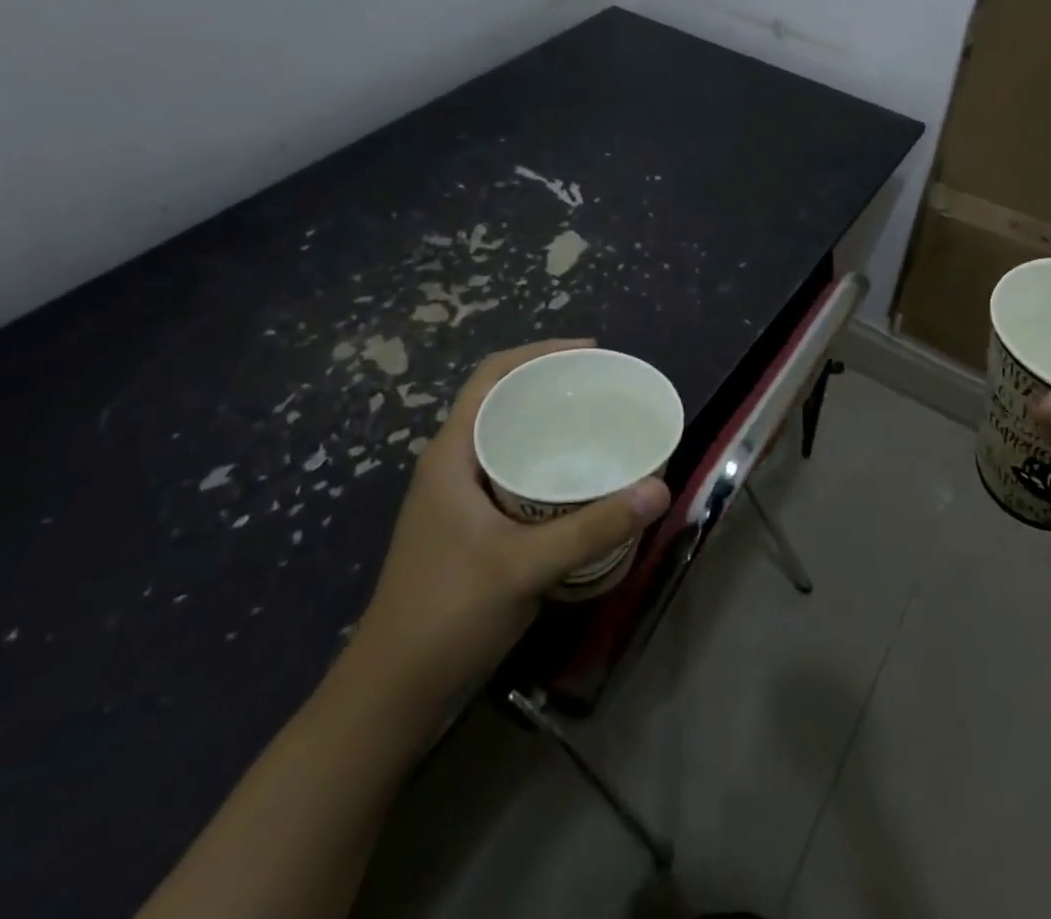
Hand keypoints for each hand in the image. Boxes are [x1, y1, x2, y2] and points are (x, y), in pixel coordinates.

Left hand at [350, 339, 670, 703]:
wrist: (390, 697)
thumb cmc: (446, 616)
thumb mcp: (525, 567)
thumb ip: (592, 527)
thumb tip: (659, 488)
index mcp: (451, 456)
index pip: (491, 377)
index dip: (539, 352)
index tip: (590, 352)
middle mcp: (451, 467)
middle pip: (502, 402)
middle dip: (552, 387)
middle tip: (606, 390)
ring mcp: (457, 500)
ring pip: (507, 440)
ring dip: (548, 426)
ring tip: (600, 425)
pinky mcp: (468, 528)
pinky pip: (511, 473)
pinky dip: (545, 463)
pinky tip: (578, 481)